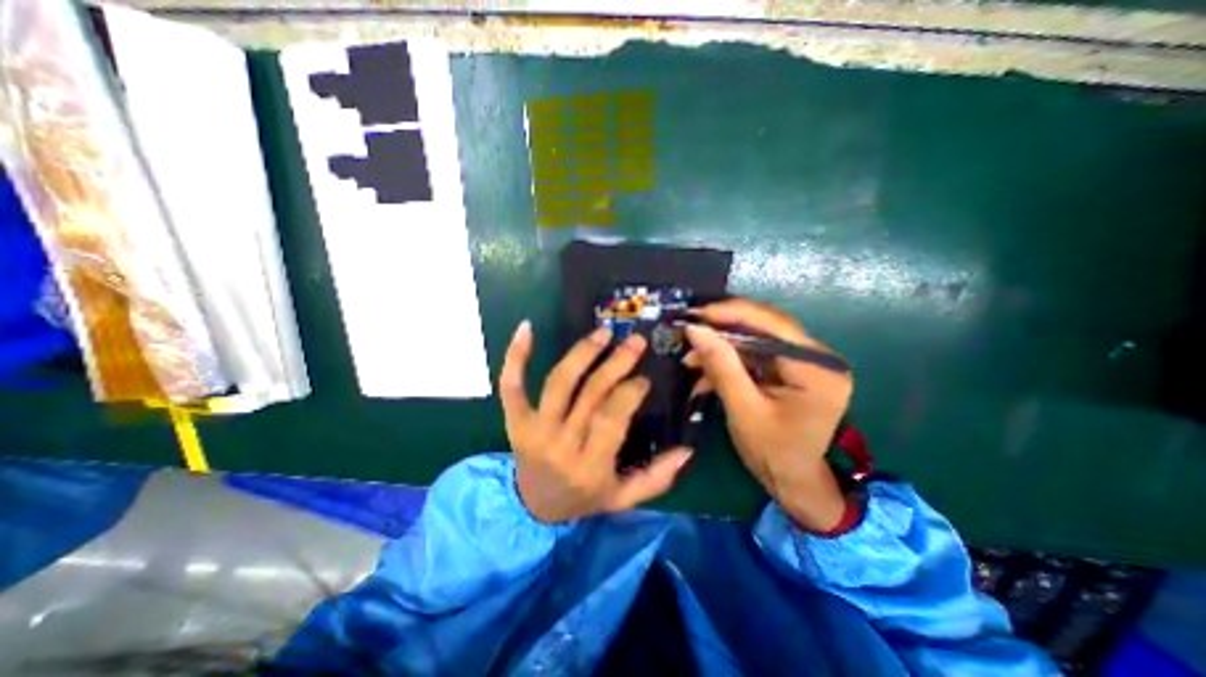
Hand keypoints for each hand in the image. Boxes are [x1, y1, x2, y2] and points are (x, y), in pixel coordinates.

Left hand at [497, 319, 687, 523]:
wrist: (533, 509)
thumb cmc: (583, 499)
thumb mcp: (623, 499)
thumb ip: (656, 478)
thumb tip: (687, 450)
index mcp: (589, 466)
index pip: (611, 419)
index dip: (629, 393)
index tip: (644, 379)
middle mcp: (560, 444)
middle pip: (589, 394)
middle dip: (615, 363)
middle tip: (635, 341)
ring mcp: (533, 429)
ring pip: (558, 382)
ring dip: (582, 353)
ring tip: (603, 333)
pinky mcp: (514, 420)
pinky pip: (511, 385)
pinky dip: (516, 356)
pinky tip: (527, 328)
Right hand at [682, 298, 851, 532]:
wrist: (793, 481)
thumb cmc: (772, 453)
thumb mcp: (743, 409)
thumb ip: (721, 365)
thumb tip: (694, 329)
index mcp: (817, 368)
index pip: (774, 325)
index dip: (732, 313)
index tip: (695, 314)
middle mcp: (818, 357)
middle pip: (765, 327)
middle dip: (723, 329)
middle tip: (689, 329)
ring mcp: (806, 361)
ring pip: (756, 338)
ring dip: (722, 346)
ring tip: (690, 357)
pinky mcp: (792, 368)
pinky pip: (756, 353)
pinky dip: (729, 359)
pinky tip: (705, 368)